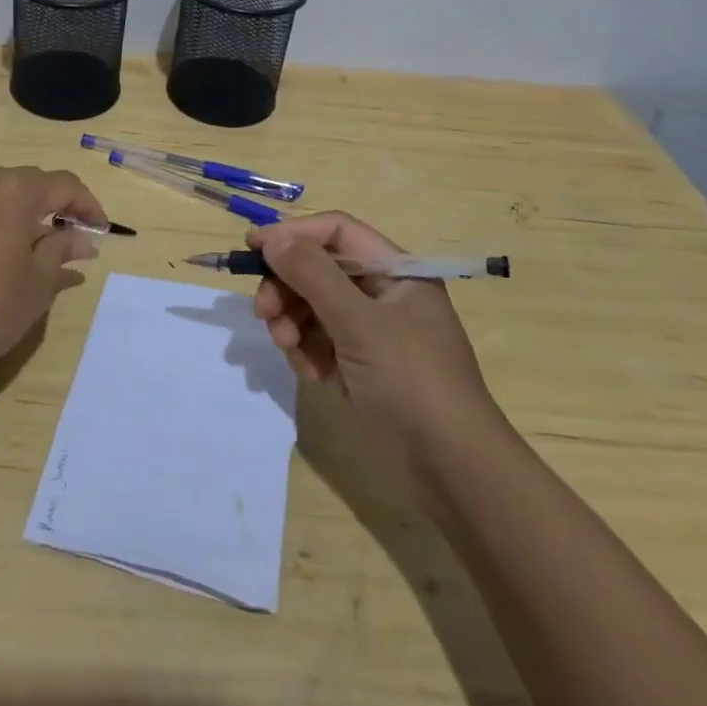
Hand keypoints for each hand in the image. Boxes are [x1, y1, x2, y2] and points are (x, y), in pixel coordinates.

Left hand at [0, 166, 105, 378]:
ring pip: (2, 193)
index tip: (101, 231)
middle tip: (76, 235)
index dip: (87, 205)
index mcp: (14, 192)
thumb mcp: (38, 283)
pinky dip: (1, 220)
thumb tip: (81, 240)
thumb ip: (61, 251)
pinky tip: (7, 252)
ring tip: (42, 244)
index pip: (63, 185)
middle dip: (58, 204)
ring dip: (28, 211)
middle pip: (31, 182)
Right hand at [251, 212, 501, 453]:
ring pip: (311, 306)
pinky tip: (311, 374)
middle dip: (287, 288)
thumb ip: (314, 275)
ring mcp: (370, 331)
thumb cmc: (413, 383)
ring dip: (292, 323)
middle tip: (263, 313)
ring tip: (287, 349)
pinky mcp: (358, 364)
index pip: (336, 232)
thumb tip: (273, 239)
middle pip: (317, 269)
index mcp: (396, 272)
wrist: (453, 472)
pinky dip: (306, 352)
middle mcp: (382, 294)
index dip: (294, 234)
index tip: (253, 248)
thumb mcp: (361, 324)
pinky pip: (317, 341)